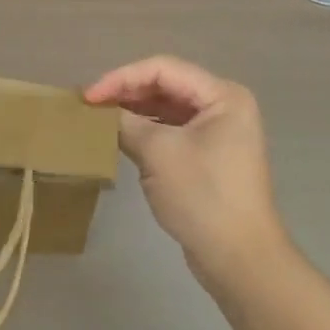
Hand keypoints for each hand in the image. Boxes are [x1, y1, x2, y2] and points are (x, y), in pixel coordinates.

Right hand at [86, 55, 289, 291]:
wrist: (239, 259)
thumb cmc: (202, 196)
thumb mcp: (158, 153)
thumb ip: (126, 123)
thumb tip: (100, 113)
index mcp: (222, 96)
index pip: (163, 69)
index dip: (122, 78)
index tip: (89, 97)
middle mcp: (223, 106)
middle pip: (166, 85)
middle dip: (127, 93)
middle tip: (90, 106)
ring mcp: (218, 132)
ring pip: (167, 108)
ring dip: (134, 111)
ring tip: (100, 119)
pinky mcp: (209, 156)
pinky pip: (172, 131)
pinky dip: (146, 131)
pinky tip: (120, 137)